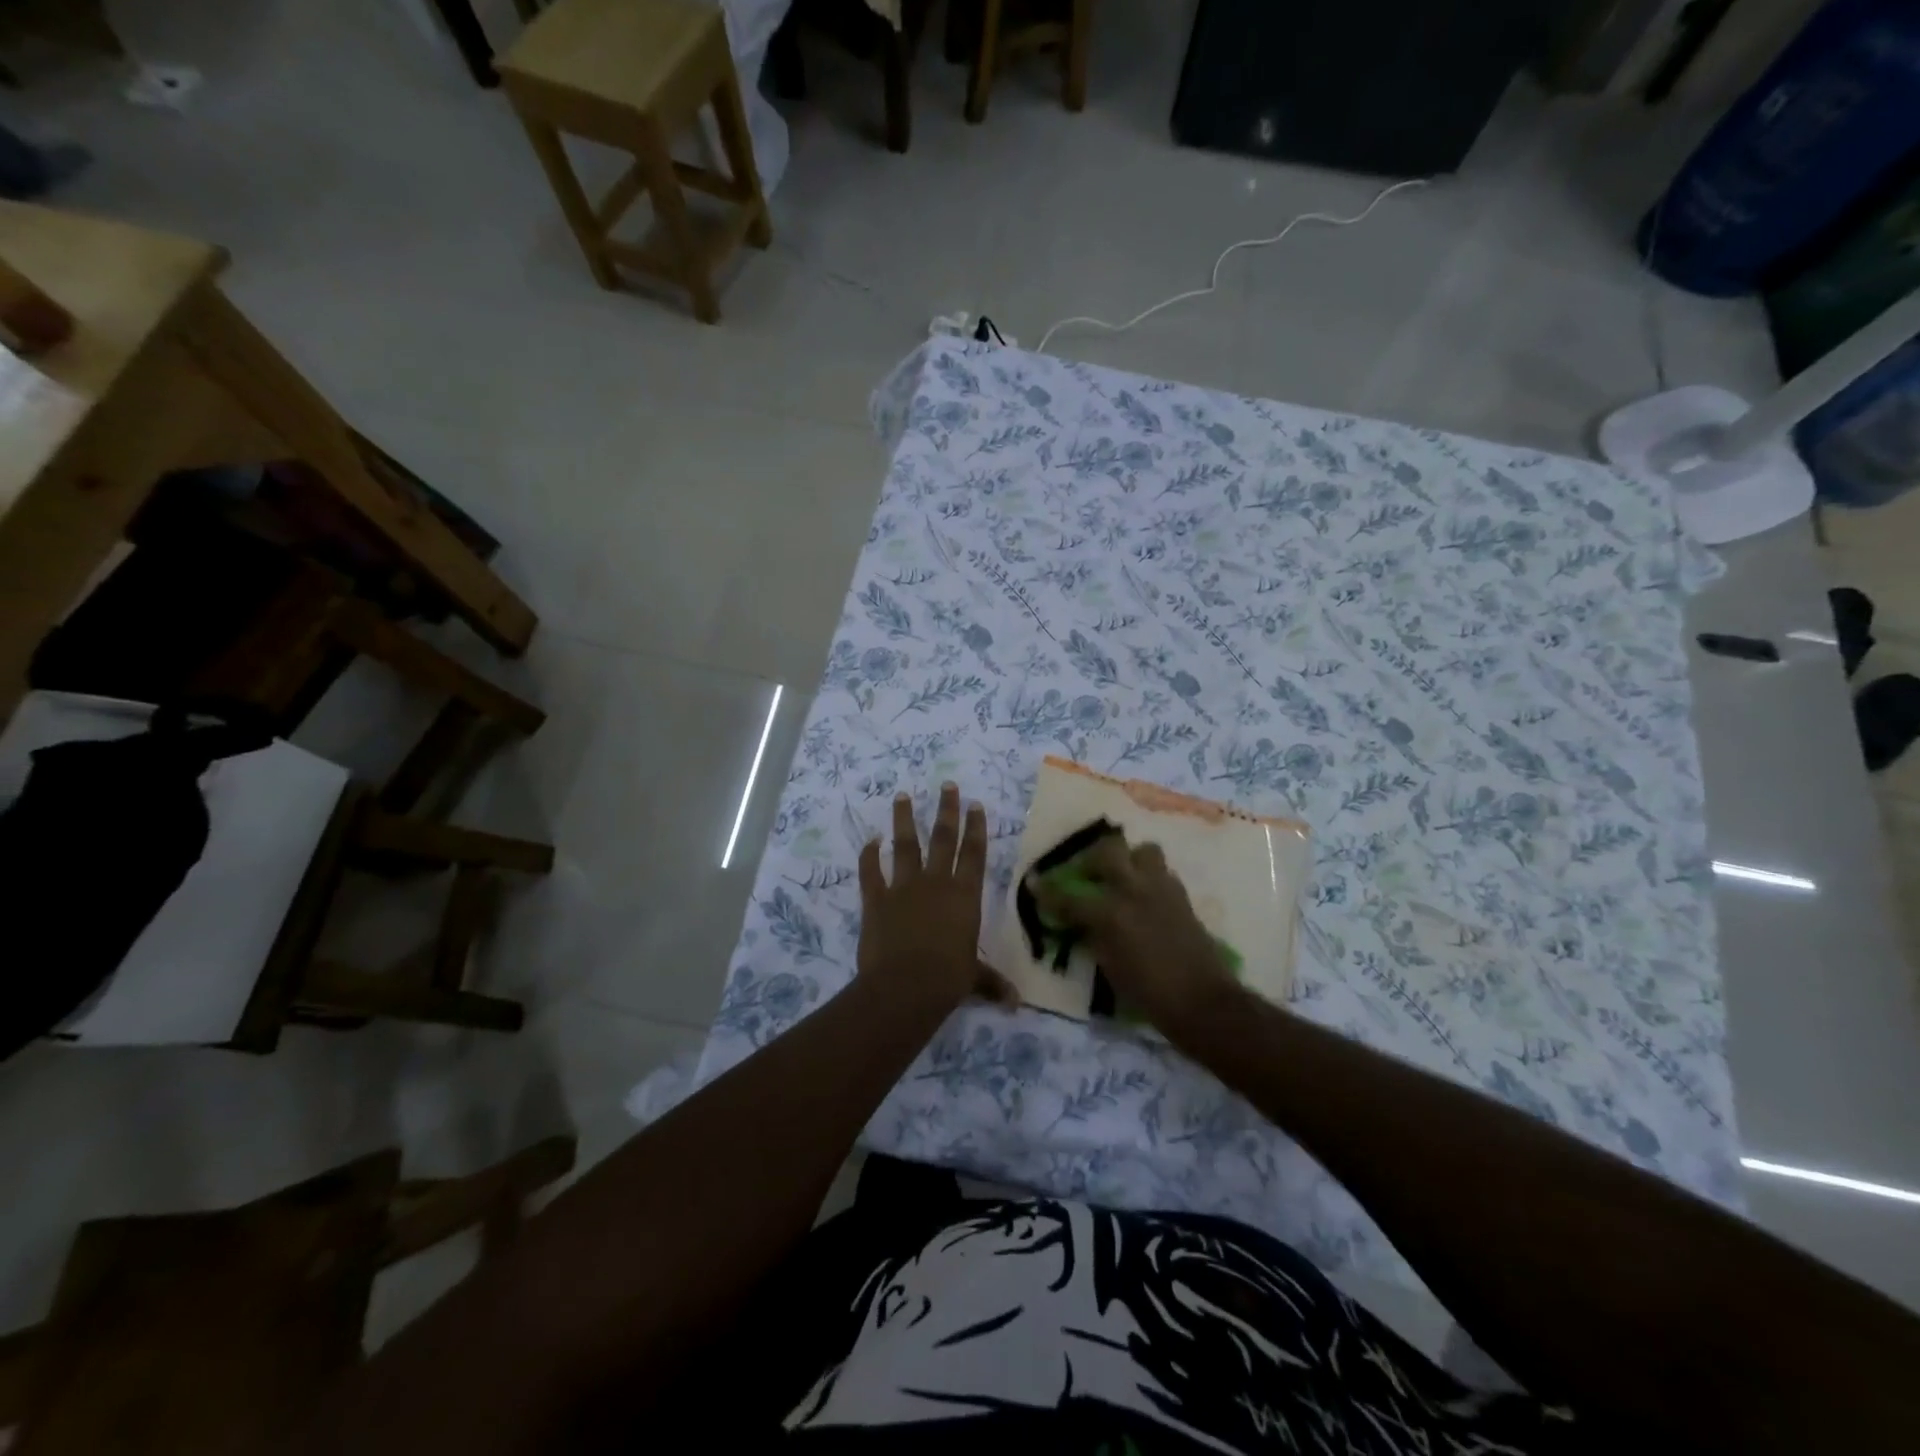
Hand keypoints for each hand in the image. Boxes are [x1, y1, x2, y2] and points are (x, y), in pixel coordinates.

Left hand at [858, 784, 1014, 1015]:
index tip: (975, 804)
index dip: (976, 828)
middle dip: (946, 810)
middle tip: (946, 785)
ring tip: (902, 796)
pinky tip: (869, 840)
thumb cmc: (948, 980)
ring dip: (904, 819)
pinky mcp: (876, 898)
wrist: (905, 986)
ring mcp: (903, 887)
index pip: (973, 854)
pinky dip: (868, 855)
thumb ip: (992, 983)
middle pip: (943, 839)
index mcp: (964, 896)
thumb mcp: (974, 979)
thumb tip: (1016, 1004)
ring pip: (905, 845)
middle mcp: (936, 883)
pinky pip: (871, 870)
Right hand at [1029, 833, 1239, 1034]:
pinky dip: (1148, 878)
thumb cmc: (1149, 993)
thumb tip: (1082, 921)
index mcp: (1111, 912)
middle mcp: (1135, 890)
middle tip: (1086, 873)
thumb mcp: (1109, 966)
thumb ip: (1093, 935)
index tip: (1035, 884)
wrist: (1203, 1002)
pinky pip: (1161, 872)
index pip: (1070, 896)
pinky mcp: (1182, 896)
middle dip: (1092, 858)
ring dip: (1128, 860)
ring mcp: (1162, 889)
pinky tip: (1144, 897)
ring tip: (1121, 878)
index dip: (1049, 892)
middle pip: (1109, 851)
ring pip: (1143, 851)